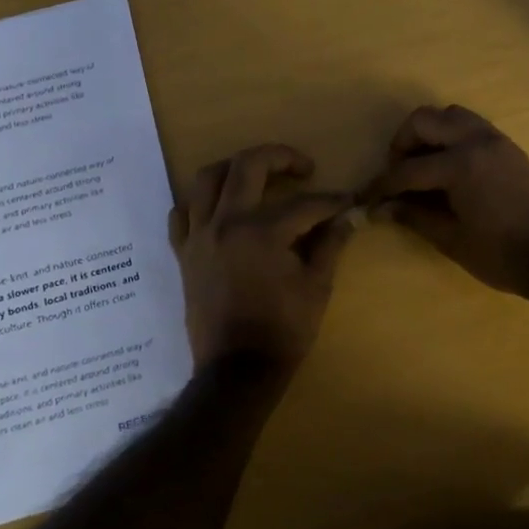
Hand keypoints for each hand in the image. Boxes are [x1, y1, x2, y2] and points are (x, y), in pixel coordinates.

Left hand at [169, 144, 355, 372]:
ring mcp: (199, 236)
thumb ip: (330, 244)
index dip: (330, 201)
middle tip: (302, 168)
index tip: (347, 201)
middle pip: (248, 166)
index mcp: (262, 232)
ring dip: (234, 168)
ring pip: (206, 179)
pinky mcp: (183, 254)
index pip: (304, 203)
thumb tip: (347, 217)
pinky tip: (217, 208)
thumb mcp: (317, 286)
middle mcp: (226, 223)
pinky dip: (198, 203)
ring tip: (256, 176)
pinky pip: (181, 214)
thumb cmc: (283, 330)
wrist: (236, 370)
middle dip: (280, 157)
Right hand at [359, 106, 528, 298]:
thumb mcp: (451, 239)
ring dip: (430, 134)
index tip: (367, 197)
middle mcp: (477, 141)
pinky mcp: (509, 148)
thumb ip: (415, 216)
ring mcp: (496, 140)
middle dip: (403, 144)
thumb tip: (384, 207)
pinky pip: (472, 126)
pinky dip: (453, 137)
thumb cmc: (501, 255)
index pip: (408, 168)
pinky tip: (449, 168)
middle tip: (398, 174)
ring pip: (451, 116)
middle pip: (425, 120)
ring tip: (423, 166)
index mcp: (460, 165)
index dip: (383, 184)